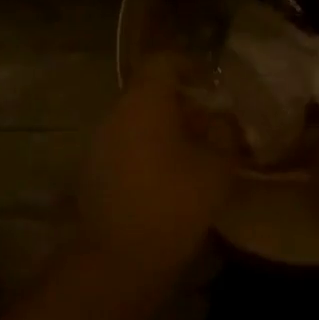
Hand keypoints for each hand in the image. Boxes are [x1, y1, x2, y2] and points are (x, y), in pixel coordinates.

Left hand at [79, 55, 237, 302]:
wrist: (119, 258)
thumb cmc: (173, 202)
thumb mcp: (217, 167)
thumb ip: (224, 134)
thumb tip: (222, 121)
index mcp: (144, 100)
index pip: (164, 61)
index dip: (190, 67)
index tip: (213, 85)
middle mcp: (117, 111)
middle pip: (149, 90)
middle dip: (181, 102)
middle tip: (210, 123)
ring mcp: (100, 140)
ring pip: (137, 118)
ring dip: (164, 126)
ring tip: (194, 151)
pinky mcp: (94, 168)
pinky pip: (125, 143)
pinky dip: (148, 148)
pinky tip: (170, 174)